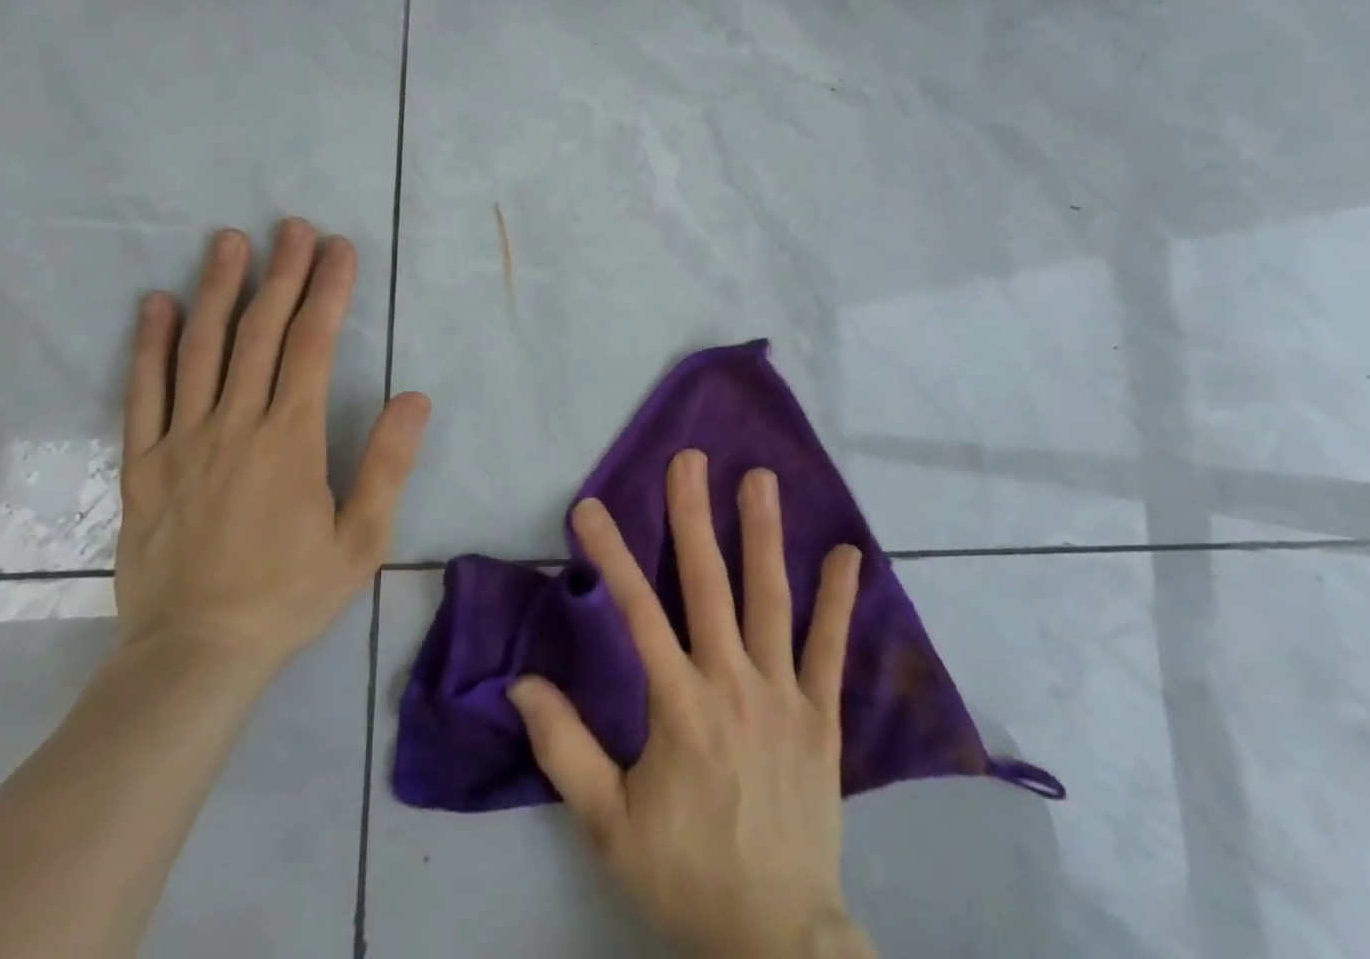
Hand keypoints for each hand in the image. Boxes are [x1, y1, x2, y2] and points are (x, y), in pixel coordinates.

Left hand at [114, 220, 429, 683]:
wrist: (193, 656)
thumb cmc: (288, 595)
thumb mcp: (362, 541)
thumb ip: (387, 465)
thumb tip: (414, 397)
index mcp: (290, 438)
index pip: (311, 344)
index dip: (327, 290)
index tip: (338, 249)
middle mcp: (235, 424)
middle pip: (259, 331)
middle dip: (280, 273)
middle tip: (292, 226)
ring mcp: (182, 440)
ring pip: (201, 348)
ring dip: (218, 289)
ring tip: (229, 241)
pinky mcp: (142, 464)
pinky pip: (143, 392)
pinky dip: (150, 344)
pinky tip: (158, 305)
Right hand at [509, 451, 873, 958]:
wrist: (778, 940)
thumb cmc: (686, 876)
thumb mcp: (608, 826)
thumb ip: (565, 750)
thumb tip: (522, 683)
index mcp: (679, 706)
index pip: (637, 612)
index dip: (611, 554)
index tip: (590, 505)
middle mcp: (733, 684)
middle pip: (709, 585)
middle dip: (694, 517)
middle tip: (689, 459)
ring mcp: (784, 695)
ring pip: (771, 601)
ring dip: (764, 535)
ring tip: (760, 478)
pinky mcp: (822, 716)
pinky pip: (832, 650)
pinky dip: (839, 601)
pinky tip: (848, 554)